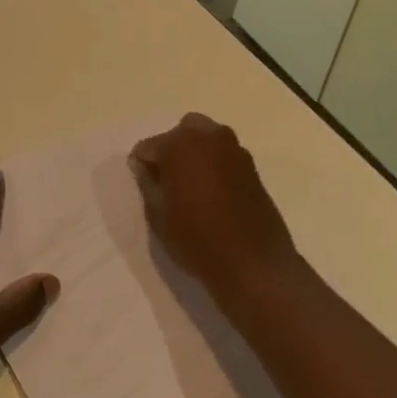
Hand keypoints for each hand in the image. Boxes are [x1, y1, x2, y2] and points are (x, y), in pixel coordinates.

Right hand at [129, 113, 300, 298]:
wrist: (253, 264)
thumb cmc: (197, 240)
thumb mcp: (158, 216)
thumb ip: (147, 183)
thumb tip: (143, 166)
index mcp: (178, 144)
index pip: (148, 146)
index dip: (143, 166)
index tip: (145, 186)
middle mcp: (206, 136)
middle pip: (179, 133)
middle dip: (171, 150)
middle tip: (168, 182)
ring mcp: (232, 148)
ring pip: (204, 138)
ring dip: (194, 153)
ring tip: (192, 186)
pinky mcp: (251, 164)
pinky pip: (223, 153)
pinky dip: (214, 163)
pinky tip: (213, 192)